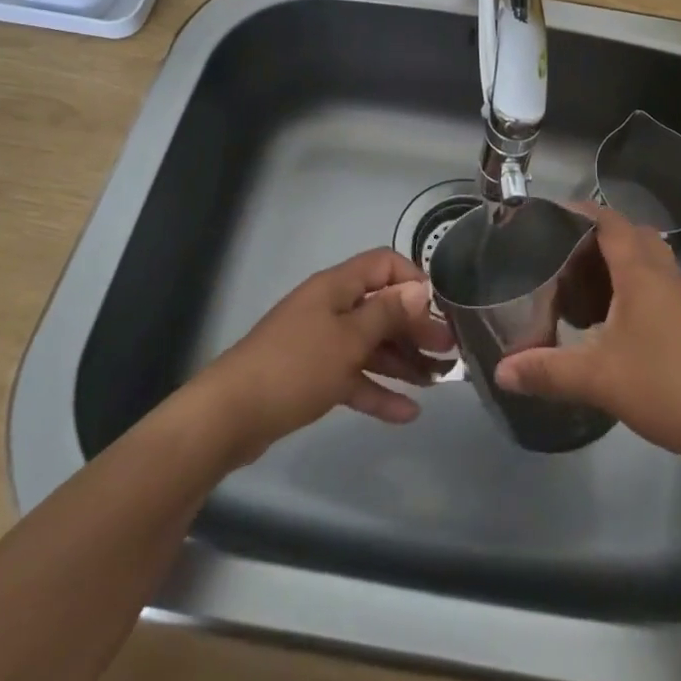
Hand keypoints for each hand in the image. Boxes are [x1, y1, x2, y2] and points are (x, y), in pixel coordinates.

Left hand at [190, 248, 455, 464]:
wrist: (231, 415)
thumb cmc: (296, 366)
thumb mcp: (349, 339)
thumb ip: (387, 314)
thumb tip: (420, 288)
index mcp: (337, 287)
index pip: (383, 264)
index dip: (412, 280)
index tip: (438, 308)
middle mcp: (330, 308)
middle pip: (381, 308)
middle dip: (415, 327)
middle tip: (449, 351)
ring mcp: (320, 343)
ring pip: (370, 344)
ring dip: (403, 360)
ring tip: (437, 380)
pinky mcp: (312, 376)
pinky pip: (354, 376)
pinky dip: (378, 390)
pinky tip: (408, 413)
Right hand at [494, 204, 680, 469]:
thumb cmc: (670, 386)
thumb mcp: (599, 379)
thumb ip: (548, 371)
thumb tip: (503, 372)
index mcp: (642, 272)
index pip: (609, 221)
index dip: (580, 212)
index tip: (549, 216)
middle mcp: (667, 274)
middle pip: (631, 236)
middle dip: (596, 240)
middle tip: (561, 258)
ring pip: (649, 263)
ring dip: (618, 267)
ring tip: (583, 291)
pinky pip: (661, 288)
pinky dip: (635, 291)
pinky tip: (619, 328)